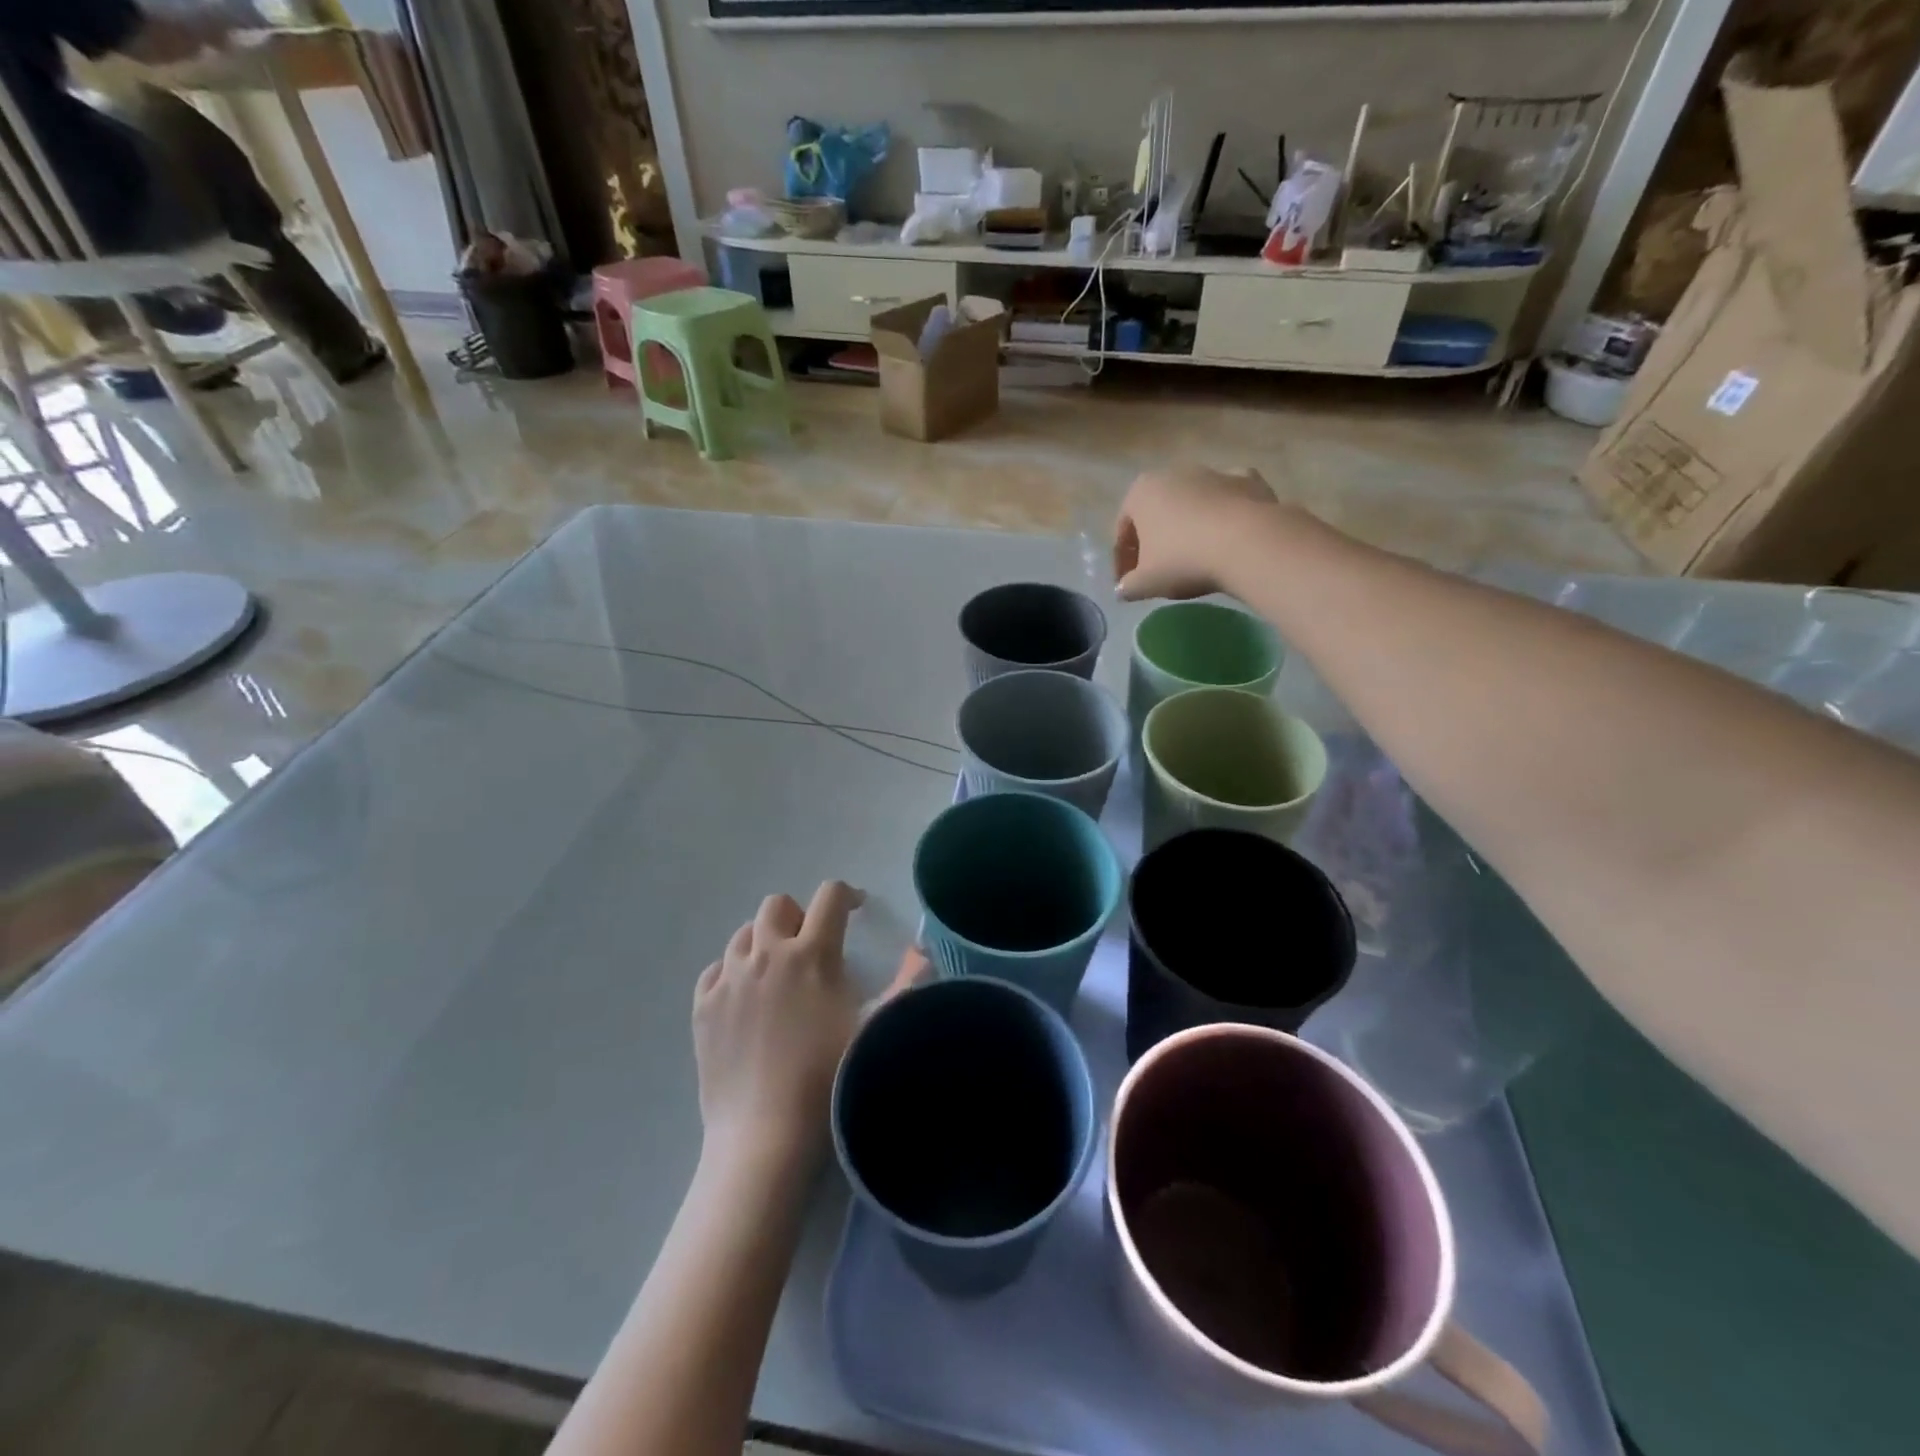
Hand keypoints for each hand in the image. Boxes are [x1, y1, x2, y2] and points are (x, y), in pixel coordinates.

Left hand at [693, 883, 923, 1164]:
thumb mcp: (878, 1030)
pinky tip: (745, 999)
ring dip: (764, 941)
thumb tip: (919, 948)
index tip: (856, 911)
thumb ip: (907, 983)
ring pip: (744, 934)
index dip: (847, 896)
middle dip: (799, 915)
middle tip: (812, 944)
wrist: (765, 1137)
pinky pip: (715, 970)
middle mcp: (766, 954)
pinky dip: (733, 972)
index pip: (829, 897)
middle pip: (777, 905)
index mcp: (812, 954)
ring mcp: (728, 980)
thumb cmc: (830, 1081)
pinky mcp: (702, 1007)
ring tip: (778, 972)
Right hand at [1112, 466, 1285, 601]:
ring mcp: (1212, 472)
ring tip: (1195, 559)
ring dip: (1188, 528)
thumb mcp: (1146, 583)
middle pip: (1157, 514)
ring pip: (1192, 505)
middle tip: (1159, 573)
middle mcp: (1173, 473)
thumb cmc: (1183, 560)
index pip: (1123, 532)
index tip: (1129, 586)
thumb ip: (1128, 587)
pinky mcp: (1247, 479)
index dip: (1122, 563)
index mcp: (1140, 492)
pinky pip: (1227, 500)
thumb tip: (1123, 590)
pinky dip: (1225, 514)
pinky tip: (1228, 536)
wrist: (1248, 543)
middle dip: (1155, 541)